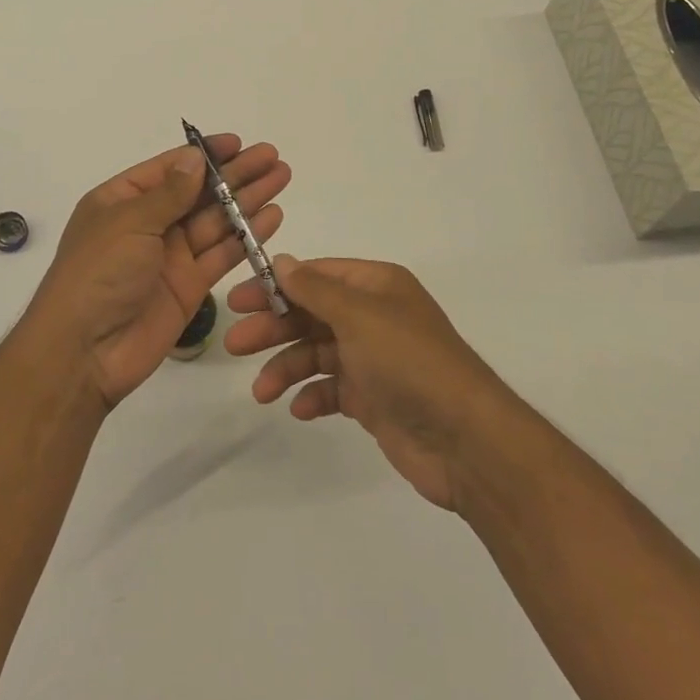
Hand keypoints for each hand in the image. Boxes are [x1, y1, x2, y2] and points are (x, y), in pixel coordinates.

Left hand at [24, 136, 289, 410]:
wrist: (84, 352)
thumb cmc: (97, 274)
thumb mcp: (129, 223)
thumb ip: (169, 193)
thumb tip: (195, 157)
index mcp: (122, 201)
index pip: (170, 169)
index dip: (205, 155)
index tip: (238, 142)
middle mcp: (148, 224)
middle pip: (199, 192)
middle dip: (235, 174)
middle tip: (272, 156)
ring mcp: (170, 255)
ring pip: (216, 220)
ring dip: (248, 199)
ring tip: (282, 177)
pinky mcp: (190, 285)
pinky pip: (223, 254)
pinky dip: (248, 236)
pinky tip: (272, 216)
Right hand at [224, 256, 506, 509]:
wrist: (464, 439)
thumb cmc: (409, 362)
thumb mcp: (358, 316)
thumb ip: (315, 289)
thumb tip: (281, 260)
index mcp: (376, 286)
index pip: (316, 276)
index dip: (276, 285)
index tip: (238, 300)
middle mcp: (374, 317)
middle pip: (311, 314)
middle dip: (274, 328)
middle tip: (235, 345)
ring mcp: (373, 359)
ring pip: (317, 353)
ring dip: (286, 367)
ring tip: (262, 391)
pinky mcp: (373, 399)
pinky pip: (332, 389)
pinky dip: (312, 396)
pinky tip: (297, 409)